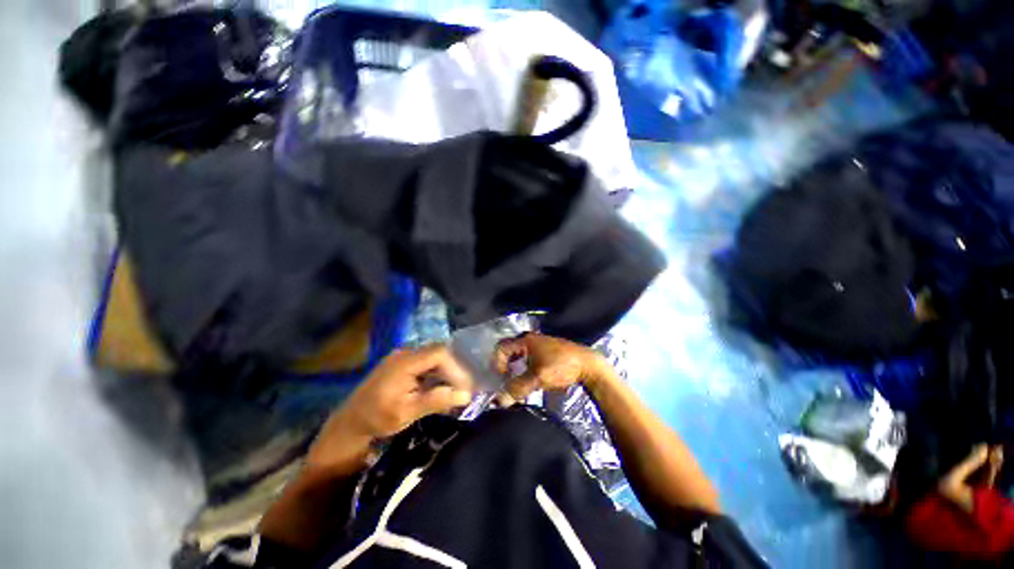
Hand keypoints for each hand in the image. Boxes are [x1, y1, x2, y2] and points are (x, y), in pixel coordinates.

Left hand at [307, 345, 473, 472]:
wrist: (350, 422)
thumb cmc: (378, 418)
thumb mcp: (408, 412)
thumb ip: (437, 400)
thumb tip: (467, 395)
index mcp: (405, 361)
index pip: (439, 353)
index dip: (456, 367)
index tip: (465, 386)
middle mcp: (405, 353)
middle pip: (438, 353)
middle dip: (454, 370)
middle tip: (464, 389)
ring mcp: (402, 357)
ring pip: (433, 358)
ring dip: (446, 372)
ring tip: (455, 390)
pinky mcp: (402, 363)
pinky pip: (425, 363)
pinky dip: (436, 374)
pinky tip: (440, 388)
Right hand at [493, 332, 610, 400]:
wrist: (588, 365)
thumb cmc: (561, 367)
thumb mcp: (538, 378)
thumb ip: (517, 388)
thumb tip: (498, 401)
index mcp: (525, 340)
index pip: (501, 348)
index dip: (497, 363)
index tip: (503, 378)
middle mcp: (530, 339)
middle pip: (509, 352)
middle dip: (506, 367)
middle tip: (507, 382)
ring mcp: (539, 345)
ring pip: (519, 356)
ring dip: (516, 370)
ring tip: (519, 384)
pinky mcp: (547, 352)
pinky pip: (529, 359)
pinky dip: (525, 369)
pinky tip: (531, 381)